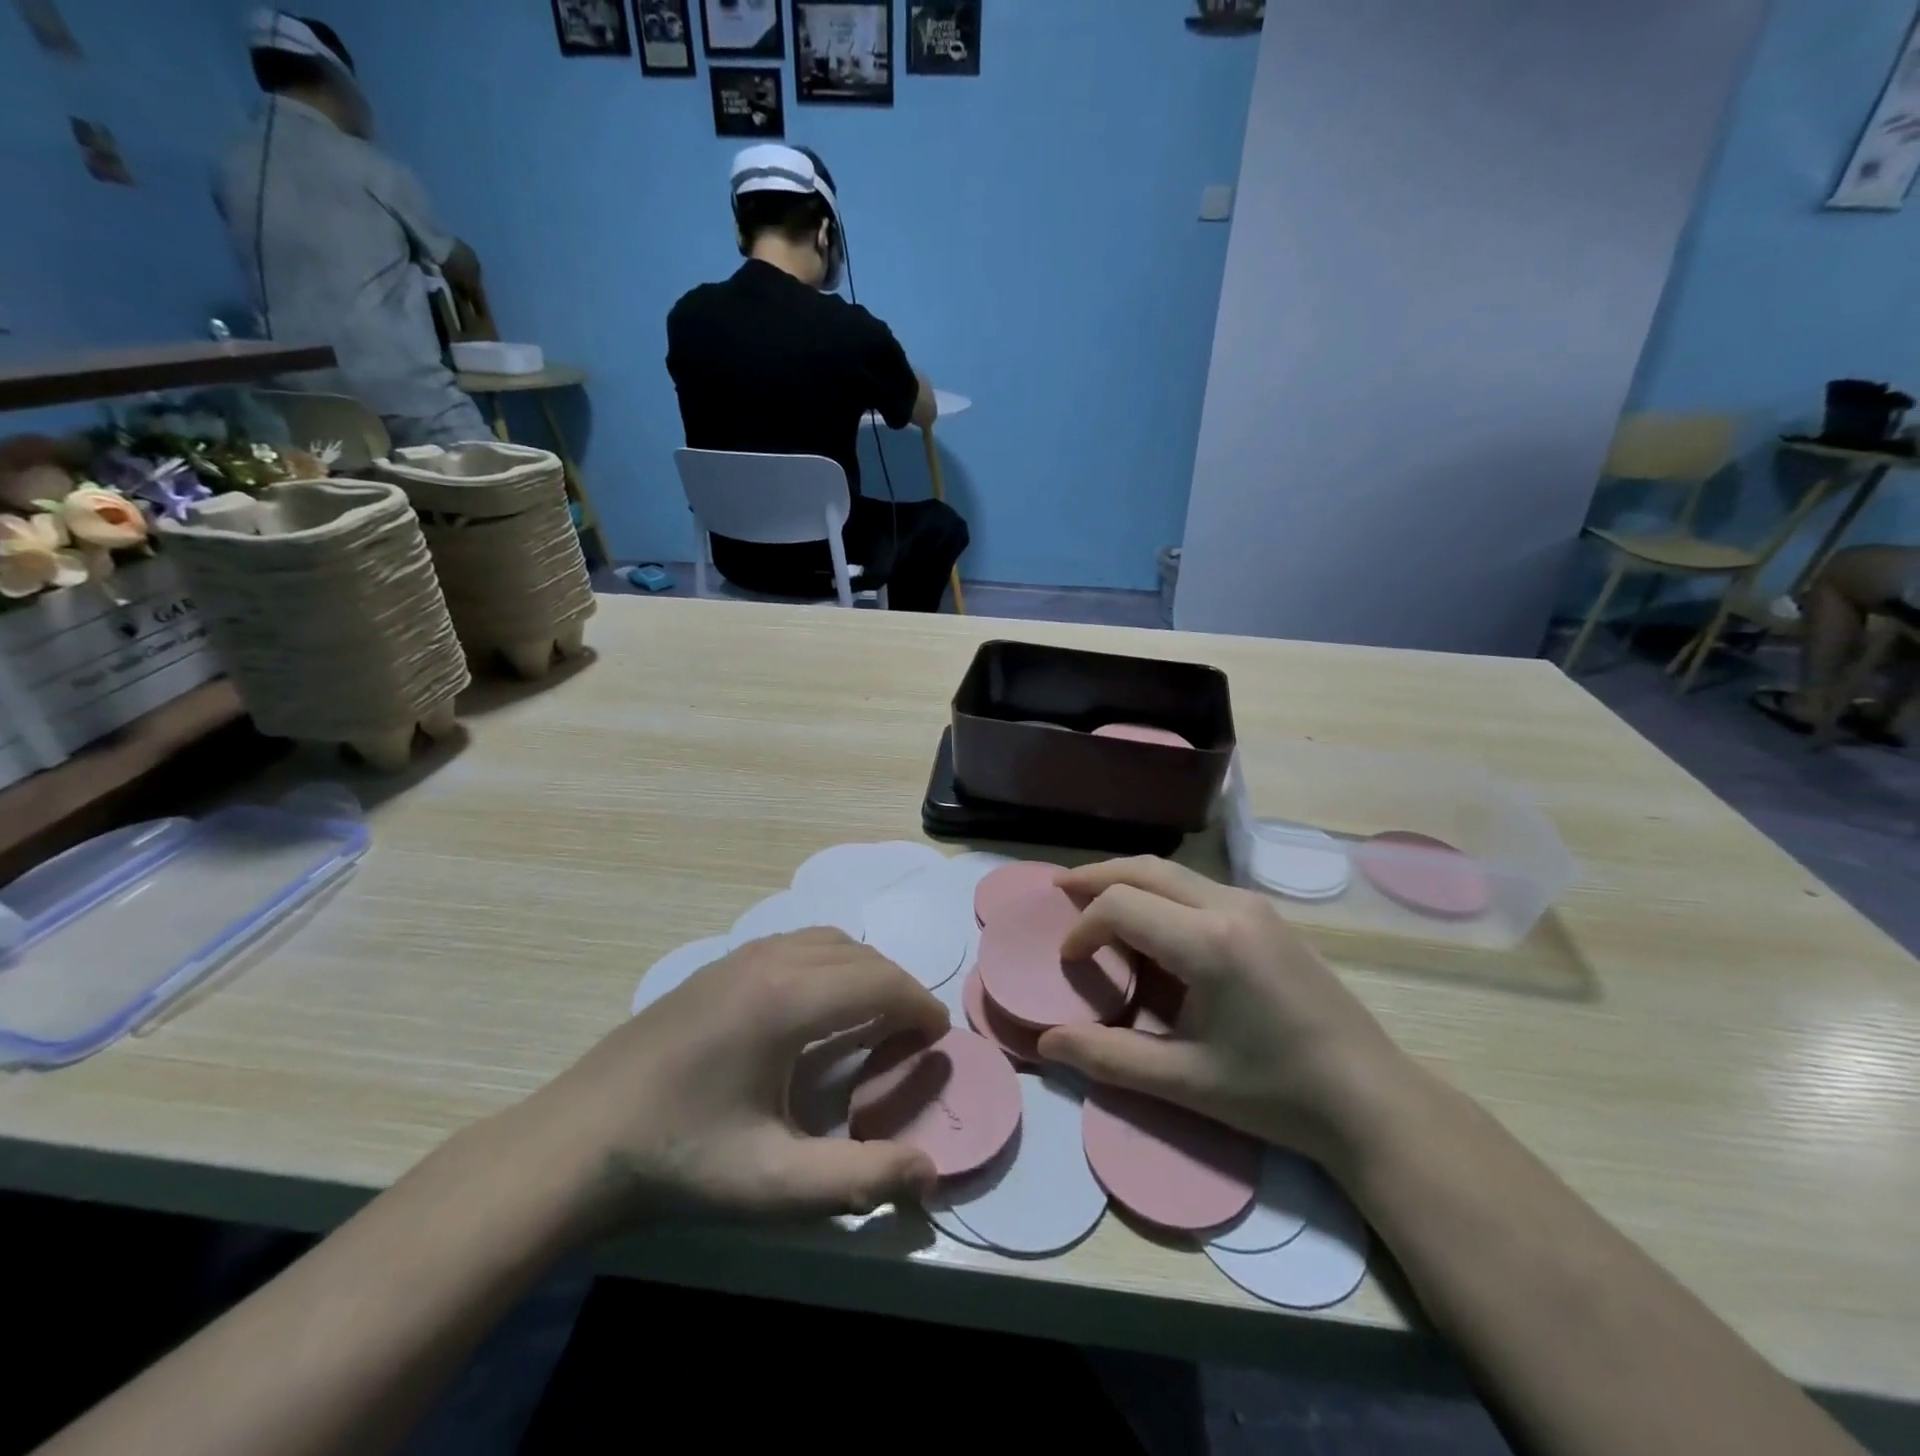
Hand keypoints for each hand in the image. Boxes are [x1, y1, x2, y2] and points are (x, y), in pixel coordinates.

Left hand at [511, 930, 949, 1235]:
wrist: (576, 1141)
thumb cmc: (678, 1160)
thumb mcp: (772, 1183)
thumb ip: (859, 1178)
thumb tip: (929, 1172)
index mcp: (788, 1000)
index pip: (880, 982)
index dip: (919, 1006)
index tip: (939, 1038)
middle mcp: (770, 960)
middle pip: (860, 955)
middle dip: (898, 987)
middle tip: (913, 1034)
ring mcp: (739, 956)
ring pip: (828, 941)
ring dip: (863, 970)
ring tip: (872, 1017)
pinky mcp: (718, 965)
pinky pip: (795, 943)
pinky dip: (828, 962)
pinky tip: (816, 1007)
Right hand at [1039, 858, 1415, 1168]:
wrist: (1371, 1099)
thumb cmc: (1276, 1093)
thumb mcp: (1186, 1082)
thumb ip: (1109, 1058)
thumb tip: (1046, 1043)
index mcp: (1209, 942)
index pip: (1121, 905)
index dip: (1083, 927)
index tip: (1068, 961)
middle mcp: (1231, 906)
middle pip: (1145, 868)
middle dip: (1097, 876)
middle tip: (1060, 889)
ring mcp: (1255, 906)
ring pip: (1173, 872)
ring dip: (1129, 880)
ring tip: (1095, 900)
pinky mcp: (1268, 917)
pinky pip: (1198, 886)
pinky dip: (1159, 892)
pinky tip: (1151, 922)